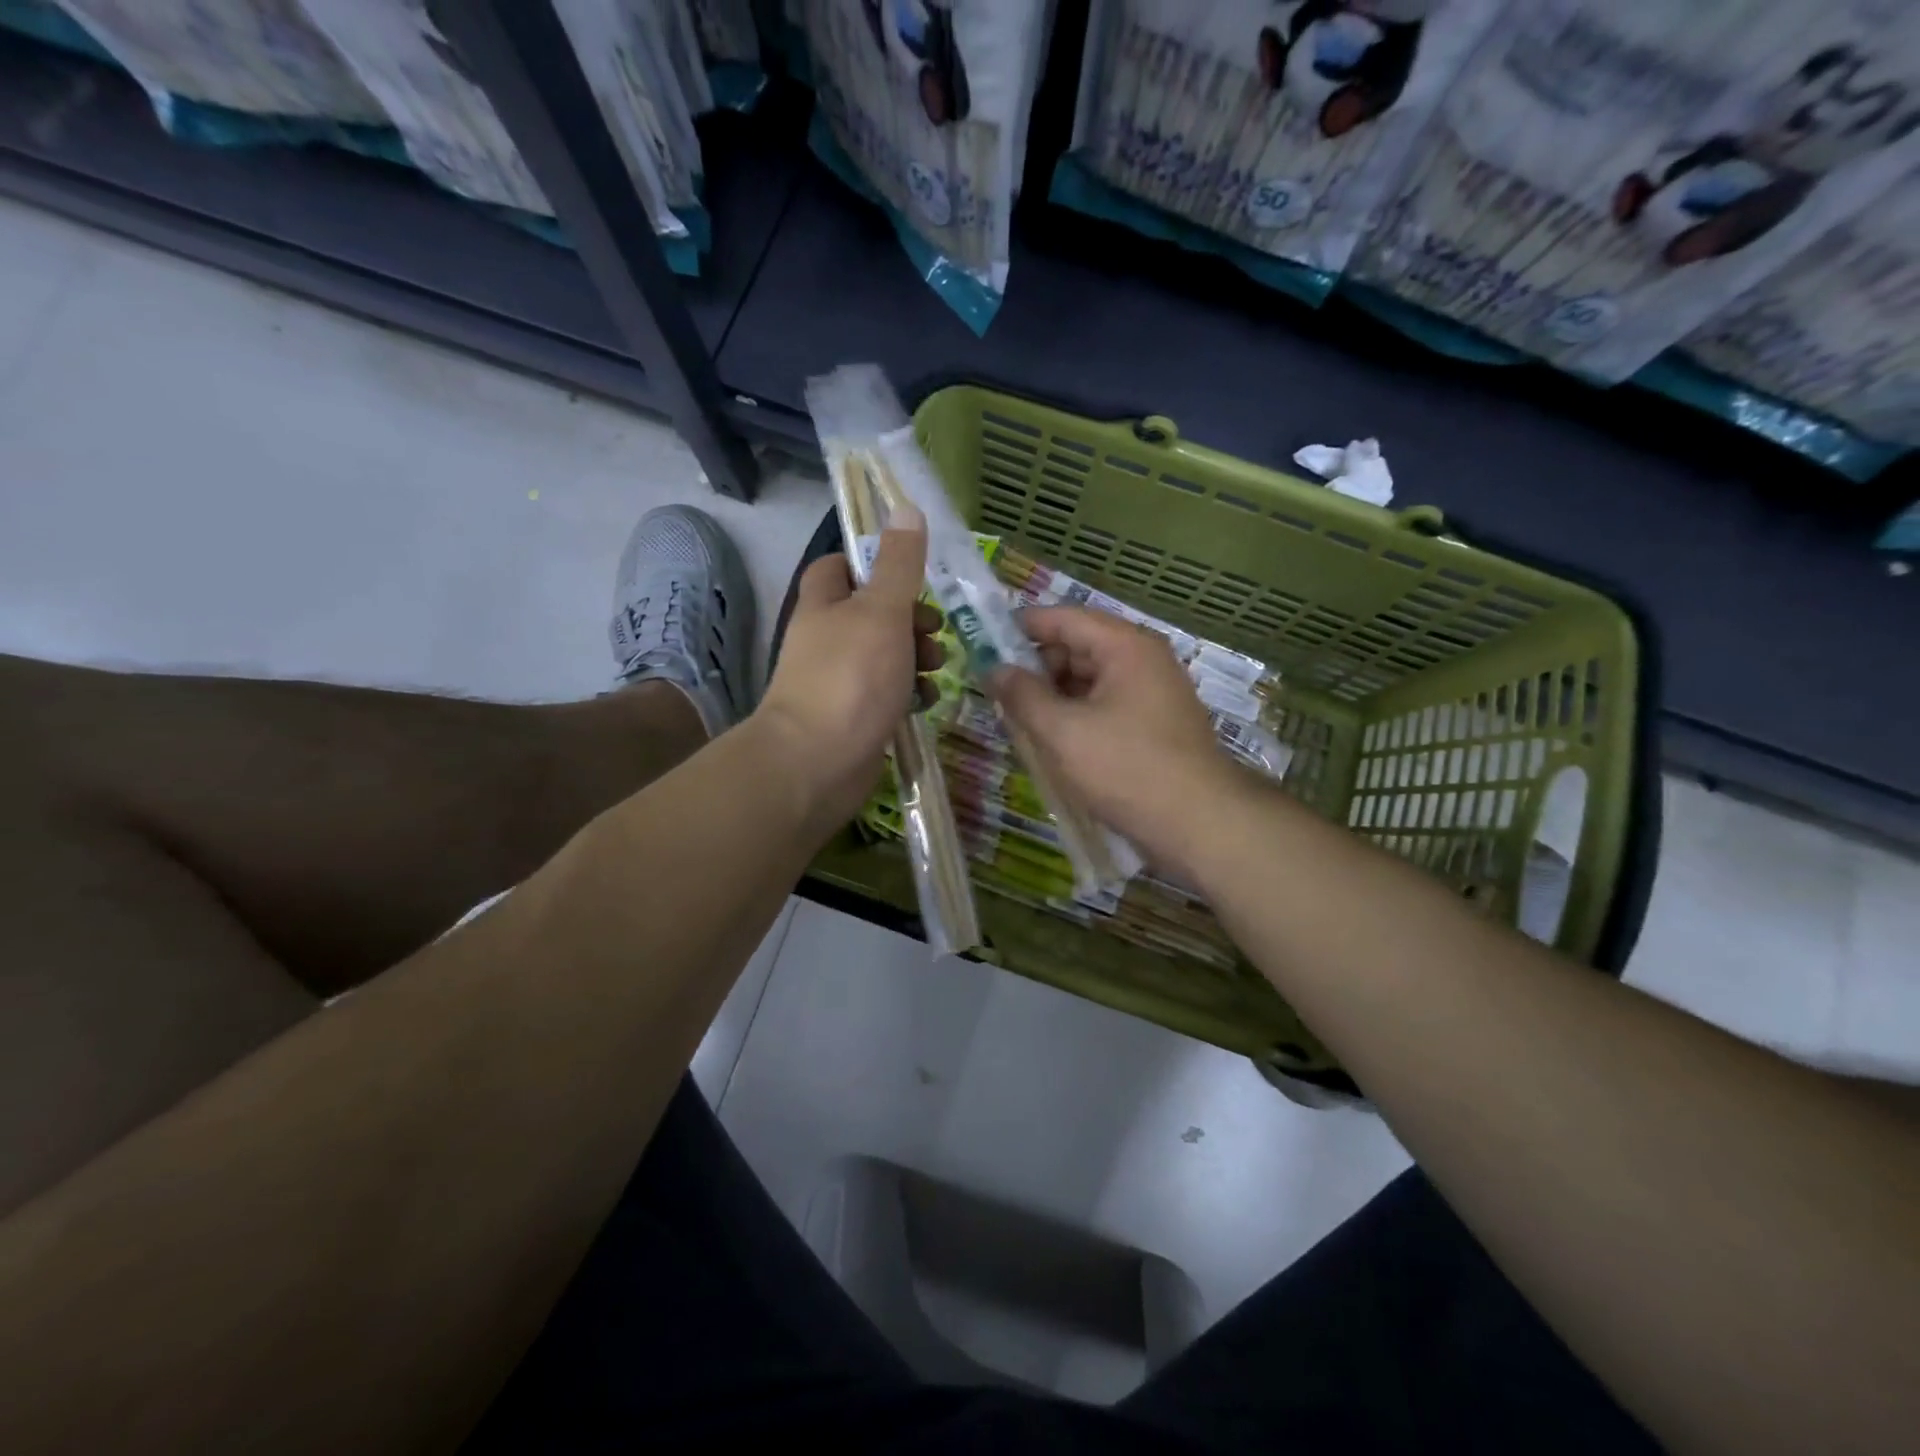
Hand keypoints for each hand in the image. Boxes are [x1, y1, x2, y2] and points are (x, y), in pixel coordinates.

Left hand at [757, 524, 943, 833]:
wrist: (817, 763)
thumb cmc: (851, 677)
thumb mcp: (883, 610)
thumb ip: (899, 563)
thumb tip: (905, 506)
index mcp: (824, 604)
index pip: (840, 568)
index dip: (874, 564)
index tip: (911, 575)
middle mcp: (826, 639)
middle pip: (872, 613)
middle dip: (910, 618)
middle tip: (935, 630)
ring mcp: (838, 681)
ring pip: (884, 656)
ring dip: (915, 657)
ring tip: (938, 668)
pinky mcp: (853, 717)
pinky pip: (886, 694)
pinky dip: (908, 693)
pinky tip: (926, 701)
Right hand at [989, 605, 1236, 875]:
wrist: (1199, 825)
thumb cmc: (1127, 769)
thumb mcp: (1063, 731)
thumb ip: (1023, 695)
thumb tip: (994, 669)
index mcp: (1125, 646)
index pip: (1063, 617)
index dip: (1020, 627)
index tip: (982, 643)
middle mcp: (1142, 659)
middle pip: (1077, 646)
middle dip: (1036, 667)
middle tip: (996, 693)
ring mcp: (1151, 693)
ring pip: (1089, 680)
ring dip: (1054, 696)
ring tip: (1018, 722)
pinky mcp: (1153, 725)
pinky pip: (1104, 706)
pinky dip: (1076, 716)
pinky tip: (1052, 741)